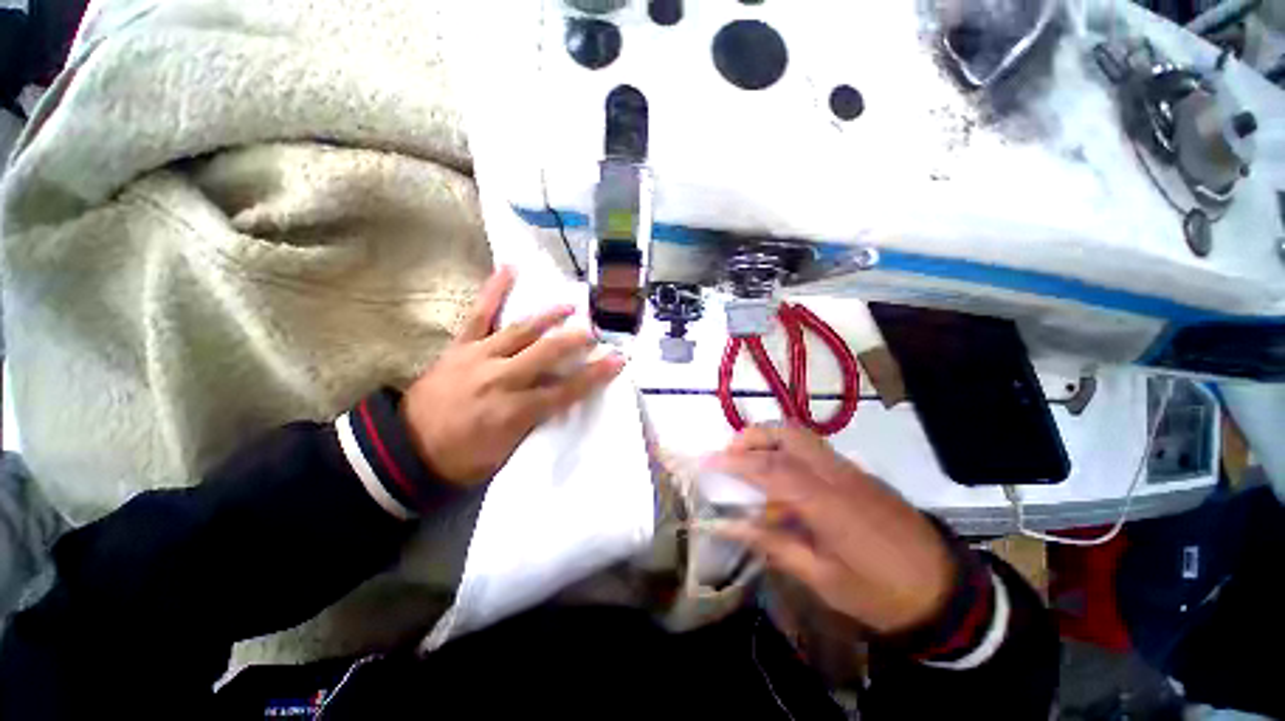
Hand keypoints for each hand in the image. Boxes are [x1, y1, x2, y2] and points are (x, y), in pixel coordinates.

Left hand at [401, 267, 625, 484]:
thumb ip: (535, 422)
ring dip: (548, 316)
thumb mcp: (507, 452)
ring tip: (569, 305)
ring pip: (520, 331)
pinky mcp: (460, 347)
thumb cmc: (462, 458)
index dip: (594, 376)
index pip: (565, 390)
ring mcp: (478, 358)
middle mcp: (500, 379)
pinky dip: (494, 291)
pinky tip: (510, 269)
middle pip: (546, 354)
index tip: (617, 360)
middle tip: (596, 330)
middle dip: (575, 340)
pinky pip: (479, 315)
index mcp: (513, 411)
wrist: (406, 449)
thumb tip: (561, 399)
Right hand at [711, 425, 955, 633]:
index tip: (707, 463)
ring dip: (769, 440)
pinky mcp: (857, 473)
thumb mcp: (825, 580)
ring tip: (751, 465)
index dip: (735, 462)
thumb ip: (776, 545)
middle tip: (731, 457)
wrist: (947, 590)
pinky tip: (783, 481)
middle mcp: (836, 475)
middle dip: (752, 437)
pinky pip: (813, 450)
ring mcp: (849, 469)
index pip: (770, 469)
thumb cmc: (882, 593)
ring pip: (801, 435)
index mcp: (827, 503)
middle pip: (787, 433)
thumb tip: (733, 525)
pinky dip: (787, 452)